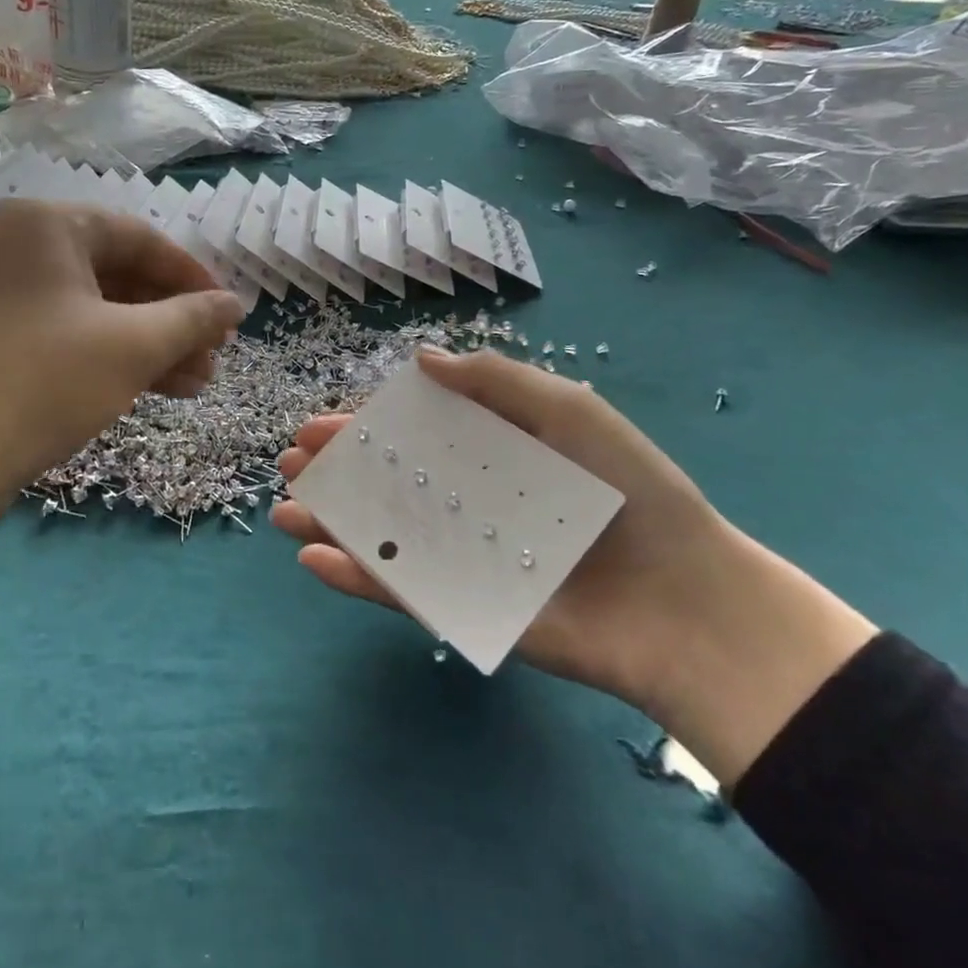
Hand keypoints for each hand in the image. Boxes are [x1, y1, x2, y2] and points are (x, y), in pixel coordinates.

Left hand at [0, 200, 245, 534]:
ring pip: (95, 309)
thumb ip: (192, 319)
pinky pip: (67, 332)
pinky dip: (111, 356)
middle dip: (173, 321)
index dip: (194, 278)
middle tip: (215, 358)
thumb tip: (236, 304)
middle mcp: (18, 246)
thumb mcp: (130, 348)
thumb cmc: (41, 382)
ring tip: (197, 384)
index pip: (141, 238)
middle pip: (118, 275)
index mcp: (45, 225)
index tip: (230, 315)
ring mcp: (0, 292)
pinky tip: (157, 389)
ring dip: (149, 344)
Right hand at [273, 348, 734, 706]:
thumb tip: (420, 358)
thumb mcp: (568, 412)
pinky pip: (402, 591)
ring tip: (283, 507)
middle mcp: (470, 504)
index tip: (321, 425)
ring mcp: (466, 559)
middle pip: (389, 484)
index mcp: (492, 456)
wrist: (684, 602)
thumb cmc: (630, 493)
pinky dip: (356, 576)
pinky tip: (312, 558)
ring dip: (330, 520)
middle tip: (288, 462)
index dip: (365, 429)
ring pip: (384, 535)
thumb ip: (496, 380)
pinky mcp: (468, 610)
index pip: (414, 438)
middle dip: (335, 472)